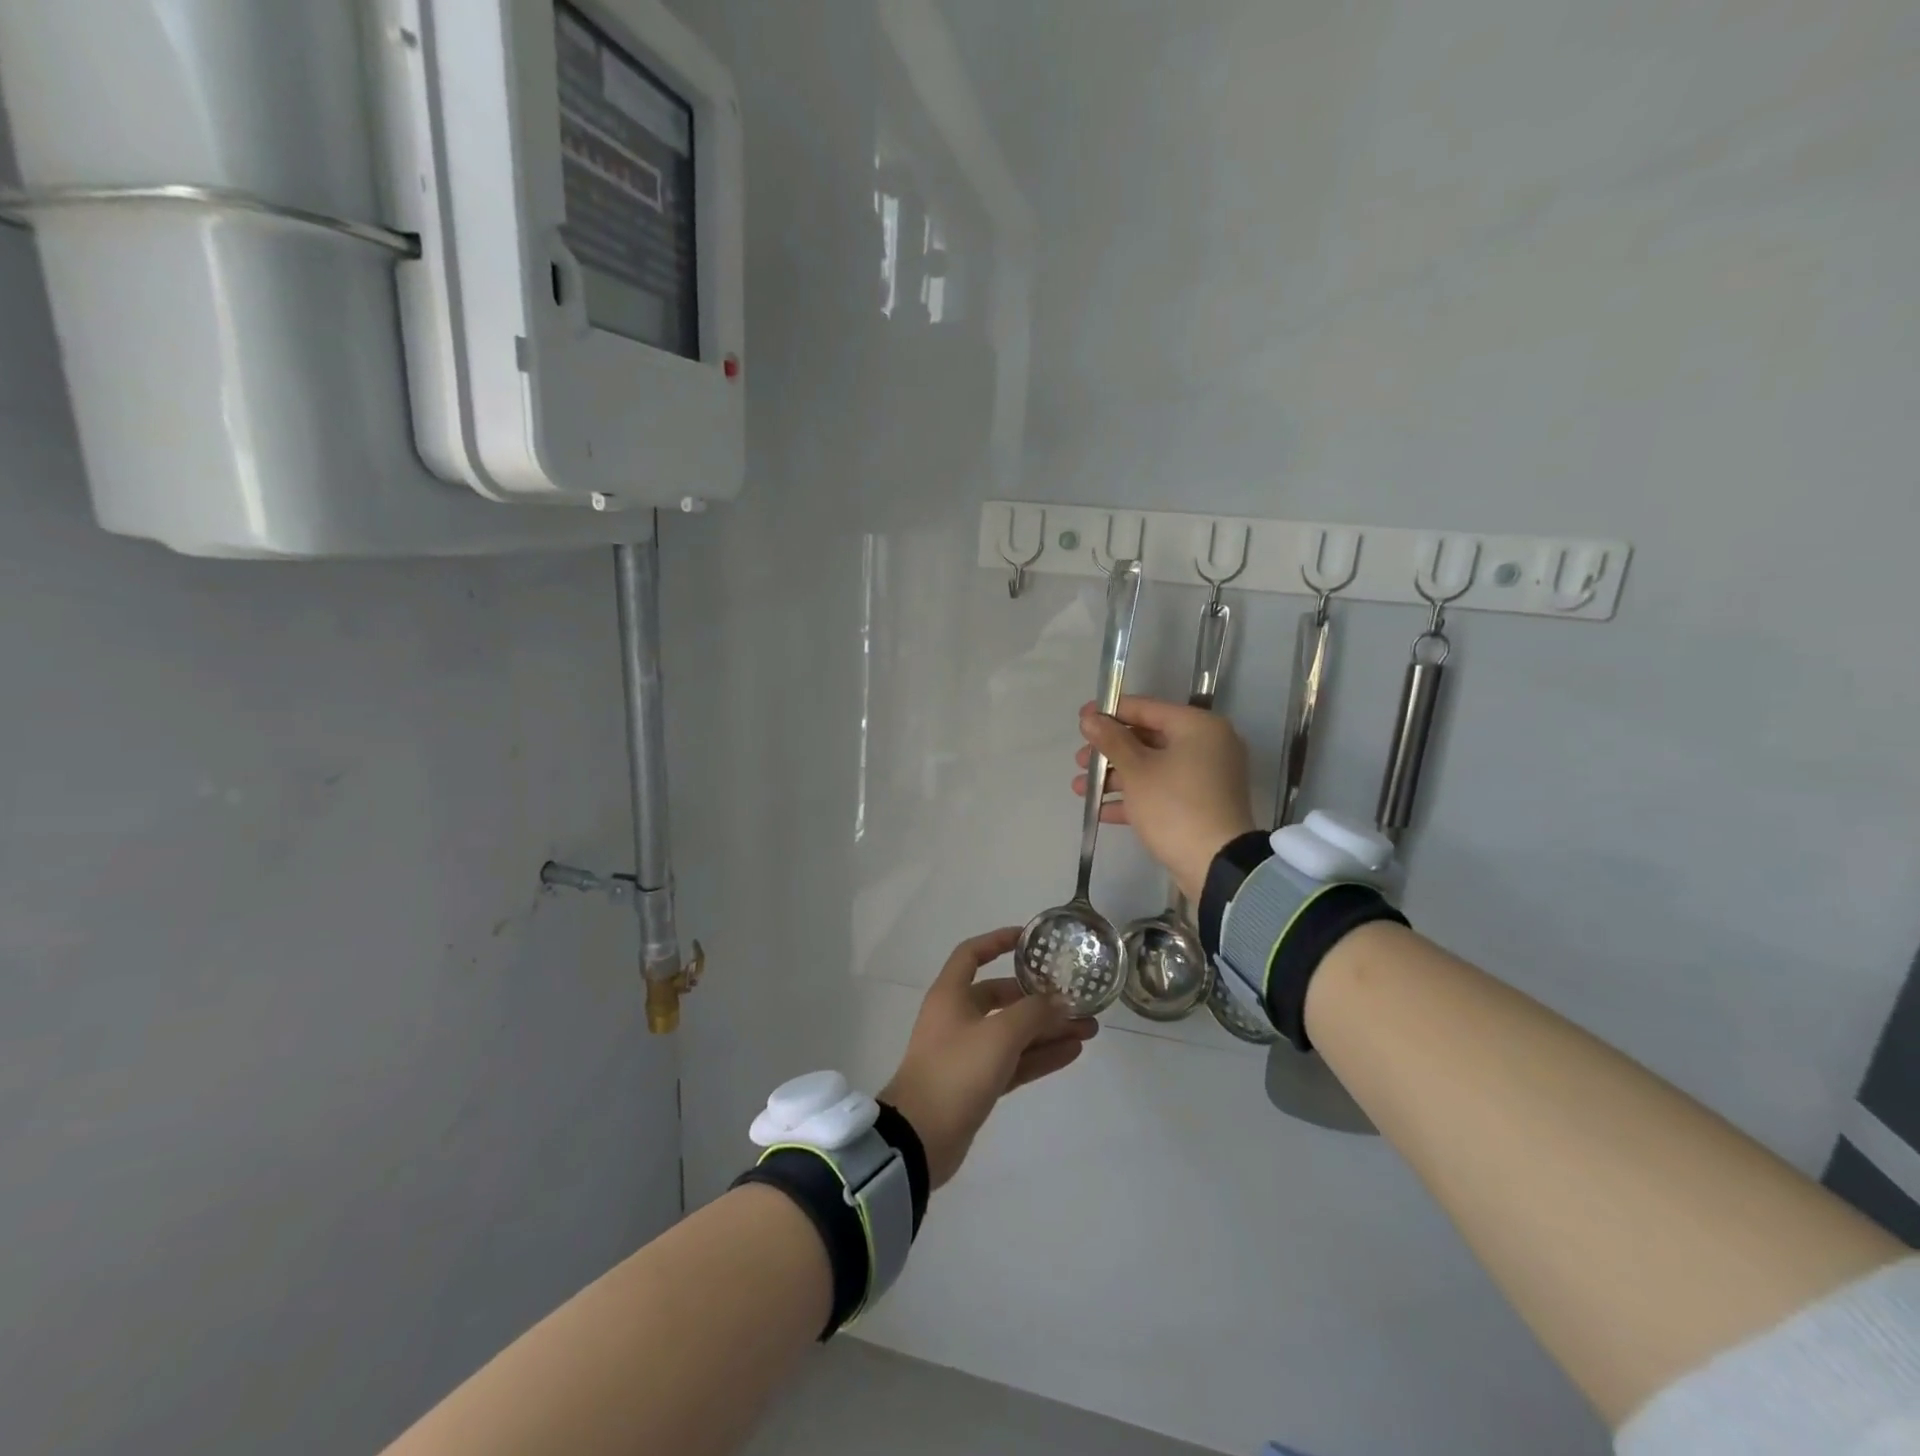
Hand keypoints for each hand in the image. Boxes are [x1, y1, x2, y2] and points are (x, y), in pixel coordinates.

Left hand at [880, 928, 1098, 1188]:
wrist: (920, 1138)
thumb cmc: (955, 1071)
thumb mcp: (998, 1035)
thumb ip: (1033, 1013)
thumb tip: (1059, 1001)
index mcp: (951, 994)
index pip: (972, 954)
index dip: (997, 941)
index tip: (1028, 940)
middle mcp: (958, 1017)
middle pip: (1002, 997)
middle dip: (1040, 999)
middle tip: (1077, 1000)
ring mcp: (968, 1052)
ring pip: (1014, 1032)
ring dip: (1048, 1030)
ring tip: (1089, 1029)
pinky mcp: (978, 1083)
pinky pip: (1014, 1061)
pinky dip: (1040, 1055)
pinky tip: (1072, 1052)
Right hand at [1073, 696, 1258, 903]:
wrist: (1216, 865)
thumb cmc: (1174, 806)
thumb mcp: (1137, 770)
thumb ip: (1111, 740)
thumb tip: (1090, 718)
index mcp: (1198, 727)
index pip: (1147, 708)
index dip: (1110, 712)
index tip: (1081, 719)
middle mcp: (1207, 745)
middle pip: (1148, 739)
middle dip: (1109, 751)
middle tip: (1080, 761)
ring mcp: (1206, 777)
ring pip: (1152, 767)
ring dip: (1115, 777)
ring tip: (1080, 789)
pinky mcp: (1201, 805)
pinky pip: (1162, 791)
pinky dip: (1134, 797)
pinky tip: (1101, 810)